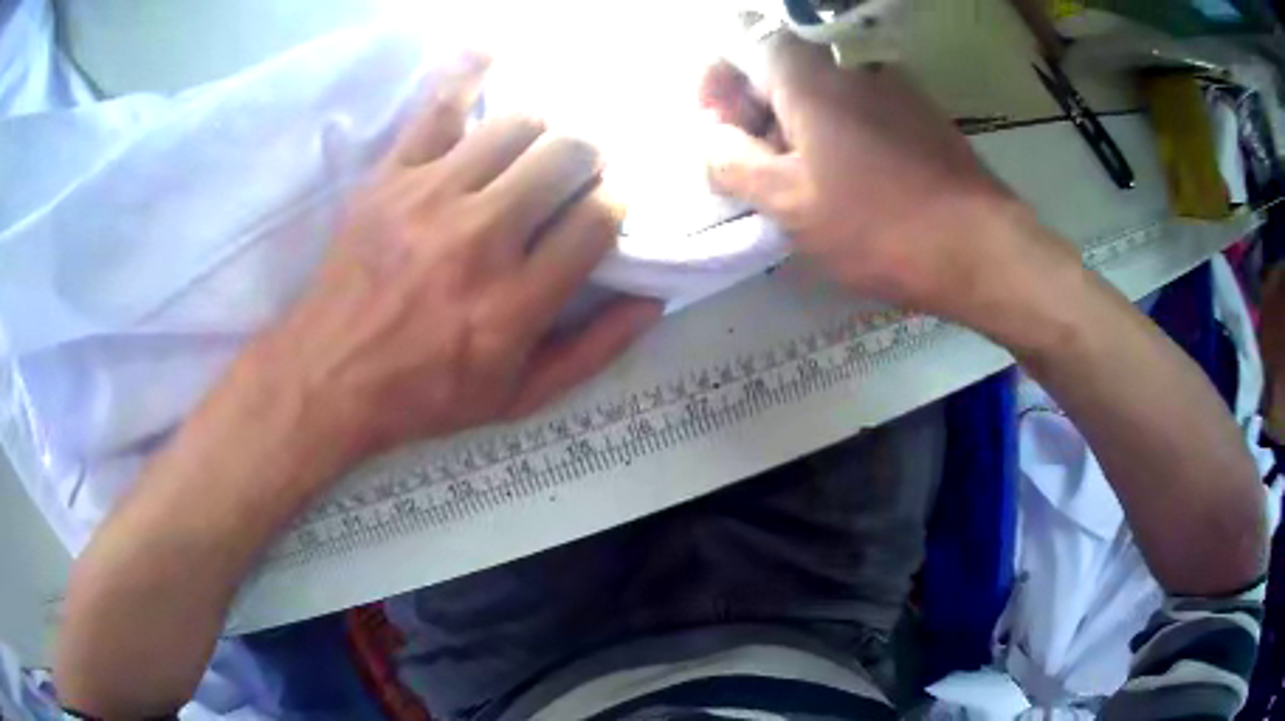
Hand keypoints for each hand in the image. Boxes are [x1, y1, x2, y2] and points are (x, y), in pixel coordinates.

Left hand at [268, 54, 661, 457]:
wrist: (328, 377)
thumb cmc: (425, 395)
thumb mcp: (518, 399)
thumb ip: (591, 353)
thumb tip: (654, 301)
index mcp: (517, 303)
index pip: (598, 220)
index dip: (618, 200)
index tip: (612, 200)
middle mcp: (481, 240)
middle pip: (566, 156)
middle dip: (591, 153)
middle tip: (584, 164)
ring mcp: (432, 199)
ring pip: (517, 125)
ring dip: (545, 127)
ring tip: (541, 141)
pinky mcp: (391, 177)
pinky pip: (438, 106)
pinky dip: (470, 70)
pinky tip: (495, 49)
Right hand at [702, 35, 1039, 320]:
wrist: (980, 247)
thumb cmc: (877, 224)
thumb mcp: (787, 202)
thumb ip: (729, 161)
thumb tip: (710, 138)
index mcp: (806, 71)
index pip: (736, 39)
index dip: (713, 80)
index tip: (717, 130)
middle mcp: (845, 61)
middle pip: (775, 62)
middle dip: (749, 107)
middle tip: (751, 167)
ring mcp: (886, 82)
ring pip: (816, 85)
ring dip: (789, 122)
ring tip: (796, 182)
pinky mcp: (914, 110)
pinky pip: (853, 103)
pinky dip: (830, 130)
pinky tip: (841, 179)